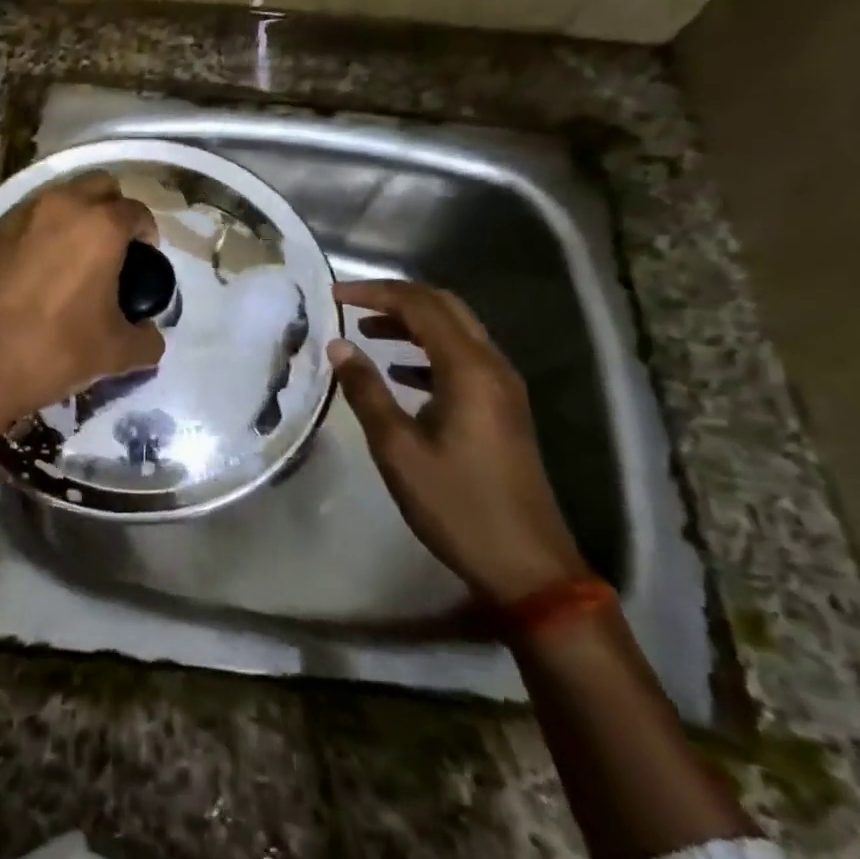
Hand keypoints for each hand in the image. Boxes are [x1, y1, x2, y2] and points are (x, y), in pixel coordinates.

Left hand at [0, 172, 165, 436]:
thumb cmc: (53, 350)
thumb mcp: (115, 354)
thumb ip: (147, 339)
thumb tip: (150, 335)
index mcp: (100, 226)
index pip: (137, 212)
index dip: (147, 235)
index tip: (144, 261)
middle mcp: (62, 206)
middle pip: (100, 187)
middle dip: (113, 210)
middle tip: (115, 250)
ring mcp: (21, 214)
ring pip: (61, 197)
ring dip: (76, 216)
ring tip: (76, 259)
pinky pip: (29, 217)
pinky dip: (43, 231)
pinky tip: (40, 269)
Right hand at [329, 280, 586, 605]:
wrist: (527, 565)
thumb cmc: (456, 504)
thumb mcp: (397, 448)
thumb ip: (366, 390)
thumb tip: (338, 345)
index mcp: (468, 369)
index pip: (419, 306)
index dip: (373, 293)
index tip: (332, 296)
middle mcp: (491, 367)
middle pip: (443, 307)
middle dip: (394, 298)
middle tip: (350, 304)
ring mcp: (502, 388)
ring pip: (455, 332)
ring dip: (411, 323)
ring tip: (366, 332)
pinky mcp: (502, 409)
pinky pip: (462, 359)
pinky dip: (427, 352)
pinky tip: (400, 372)